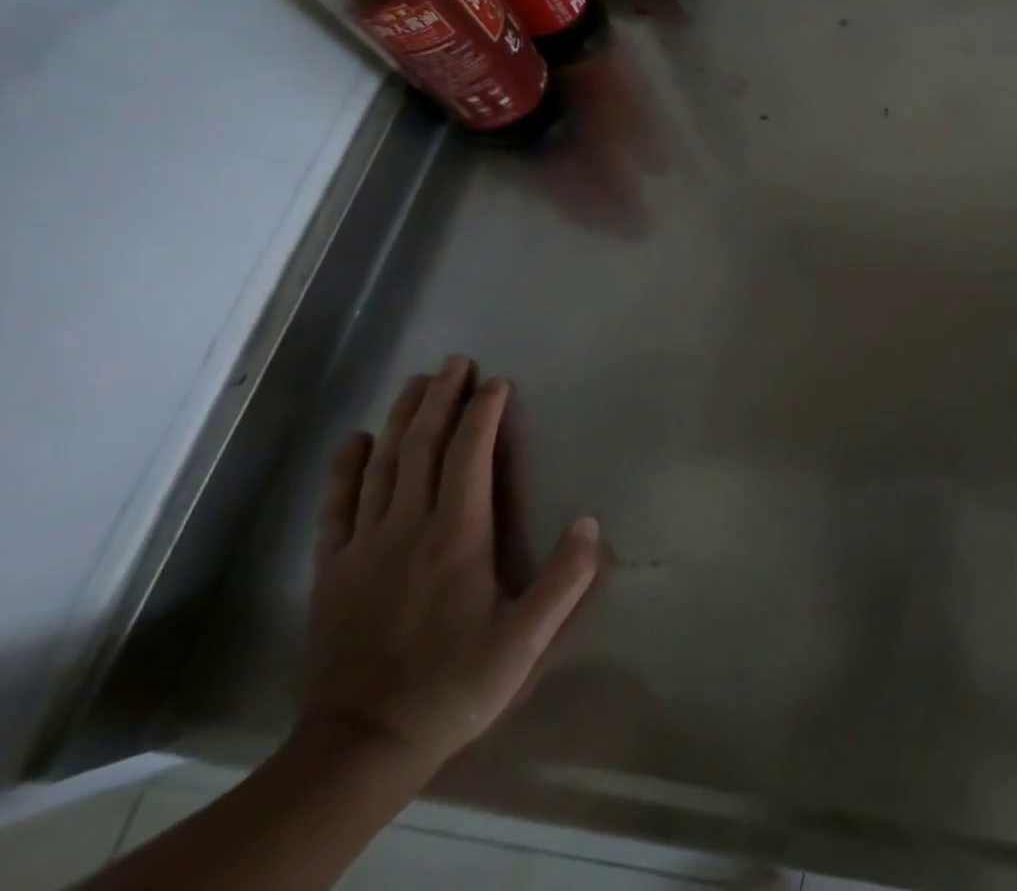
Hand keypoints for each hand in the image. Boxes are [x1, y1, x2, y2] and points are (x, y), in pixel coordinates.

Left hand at [299, 357, 599, 777]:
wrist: (358, 748)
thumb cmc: (454, 685)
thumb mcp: (525, 641)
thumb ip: (565, 580)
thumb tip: (591, 521)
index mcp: (458, 538)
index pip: (470, 457)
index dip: (483, 414)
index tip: (497, 381)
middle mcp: (408, 529)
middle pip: (422, 448)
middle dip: (441, 400)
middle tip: (457, 361)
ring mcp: (363, 548)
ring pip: (381, 467)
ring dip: (400, 419)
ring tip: (417, 382)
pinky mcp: (332, 572)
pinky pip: (336, 508)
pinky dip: (344, 469)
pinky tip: (354, 441)